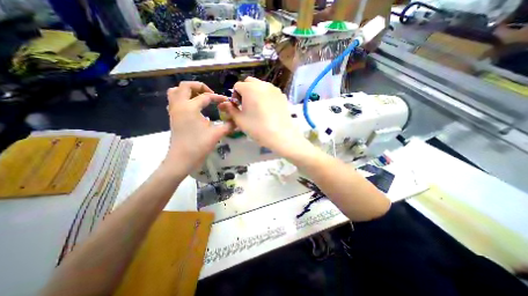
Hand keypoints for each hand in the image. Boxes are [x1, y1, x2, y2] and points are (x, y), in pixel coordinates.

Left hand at [165, 81, 230, 172]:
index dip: (217, 97)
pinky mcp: (173, 117)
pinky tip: (193, 107)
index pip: (206, 96)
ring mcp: (174, 111)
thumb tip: (237, 121)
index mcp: (190, 107)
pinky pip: (174, 101)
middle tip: (210, 94)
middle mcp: (179, 105)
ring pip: (176, 91)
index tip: (226, 101)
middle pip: (185, 86)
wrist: (182, 159)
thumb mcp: (216, 134)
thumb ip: (228, 125)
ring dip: (188, 91)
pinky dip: (182, 98)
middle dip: (199, 86)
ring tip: (200, 97)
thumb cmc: (198, 146)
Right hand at [219, 76, 309, 156]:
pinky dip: (266, 96)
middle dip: (245, 91)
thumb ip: (230, 109)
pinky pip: (270, 91)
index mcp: (249, 88)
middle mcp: (262, 84)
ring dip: (256, 92)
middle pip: (249, 82)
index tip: (238, 107)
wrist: (280, 135)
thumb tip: (225, 104)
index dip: (235, 96)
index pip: (237, 86)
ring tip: (258, 107)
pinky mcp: (282, 95)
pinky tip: (268, 108)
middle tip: (247, 105)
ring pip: (261, 85)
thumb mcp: (240, 120)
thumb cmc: (257, 128)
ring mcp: (274, 89)